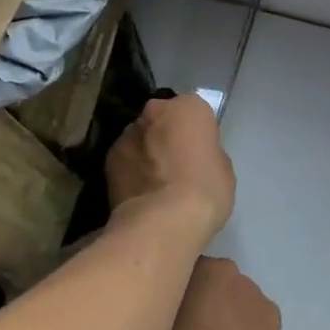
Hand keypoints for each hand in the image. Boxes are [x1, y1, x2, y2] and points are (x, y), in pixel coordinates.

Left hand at [106, 94, 235, 243]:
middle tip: (177, 164)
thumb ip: (205, 152)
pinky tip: (141, 194)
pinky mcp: (107, 160)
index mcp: (188, 108)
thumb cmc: (205, 191)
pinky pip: (125, 160)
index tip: (200, 152)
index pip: (194, 111)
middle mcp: (153, 111)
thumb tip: (192, 157)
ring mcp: (126, 134)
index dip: (197, 133)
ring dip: (146, 152)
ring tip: (156, 183)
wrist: (163, 221)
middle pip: (162, 119)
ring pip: (140, 138)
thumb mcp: (222, 168)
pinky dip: (132, 171)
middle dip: (167, 136)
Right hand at [162, 257, 280, 329]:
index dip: (173, 291)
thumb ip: (159, 307)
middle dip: (202, 299)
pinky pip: (254, 316)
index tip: (165, 313)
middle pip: (211, 282)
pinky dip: (247, 328)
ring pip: (234, 298)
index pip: (181, 269)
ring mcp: (256, 293)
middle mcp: (230, 271)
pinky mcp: (274, 316)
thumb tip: (162, 307)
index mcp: (199, 267)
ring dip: (226, 313)